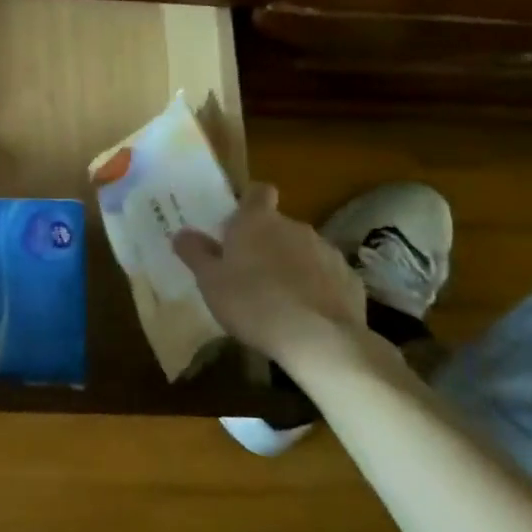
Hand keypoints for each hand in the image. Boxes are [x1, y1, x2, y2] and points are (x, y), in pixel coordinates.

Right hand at [173, 183, 373, 369]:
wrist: (320, 340)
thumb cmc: (253, 303)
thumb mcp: (210, 282)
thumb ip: (195, 254)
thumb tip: (182, 233)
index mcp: (257, 221)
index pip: (257, 192)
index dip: (248, 203)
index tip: (237, 225)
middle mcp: (294, 227)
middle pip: (277, 225)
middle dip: (265, 243)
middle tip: (248, 274)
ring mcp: (326, 251)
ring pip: (303, 250)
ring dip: (291, 265)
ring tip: (278, 299)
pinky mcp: (350, 278)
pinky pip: (326, 276)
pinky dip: (316, 287)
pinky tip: (306, 315)